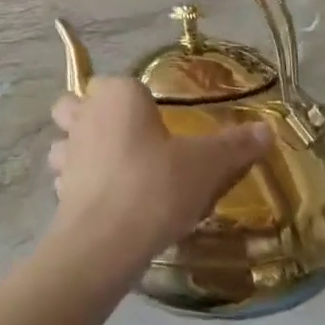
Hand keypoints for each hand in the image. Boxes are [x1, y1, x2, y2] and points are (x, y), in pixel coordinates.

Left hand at [46, 78, 271, 271]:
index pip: (122, 85)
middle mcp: (85, 113)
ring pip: (64, 138)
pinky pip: (65, 176)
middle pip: (77, 102)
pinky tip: (104, 202)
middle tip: (126, 141)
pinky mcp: (58, 186)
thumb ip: (235, 145)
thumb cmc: (156, 185)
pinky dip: (78, 183)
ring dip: (78, 149)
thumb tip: (267, 129)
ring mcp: (67, 149)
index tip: (159, 128)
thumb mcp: (206, 165)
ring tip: (110, 171)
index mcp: (118, 95)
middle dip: (92, 115)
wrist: (107, 240)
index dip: (137, 102)